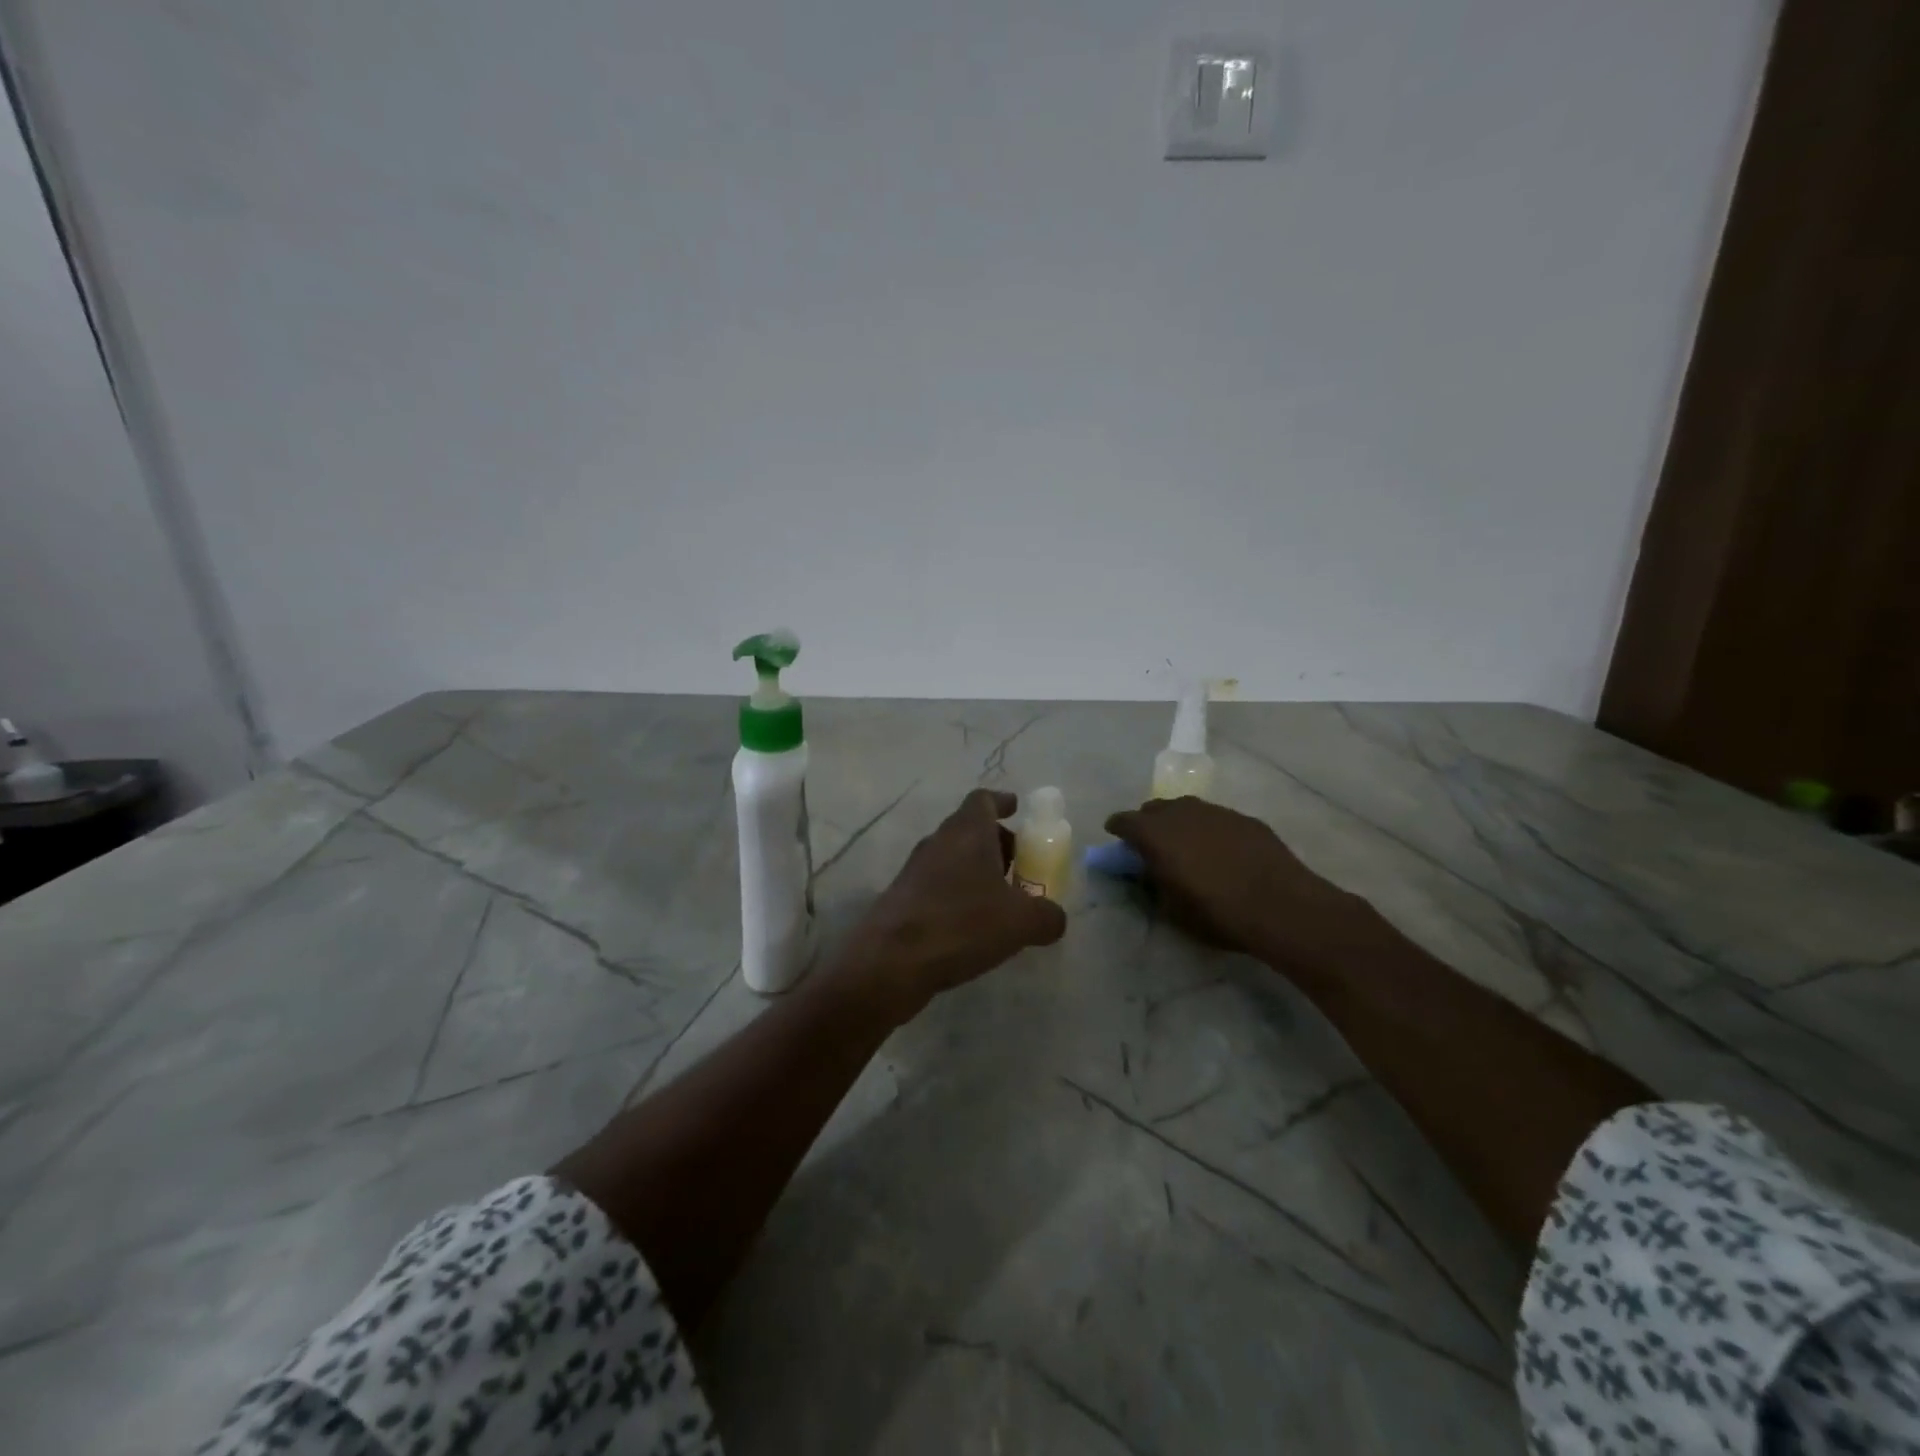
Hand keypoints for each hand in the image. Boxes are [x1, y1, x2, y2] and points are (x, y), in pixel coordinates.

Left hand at [834, 789, 1067, 1023]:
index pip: (983, 800)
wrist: (890, 962)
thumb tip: (1054, 917)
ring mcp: (915, 869)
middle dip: (997, 843)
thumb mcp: (1021, 922)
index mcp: (967, 831)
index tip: (1017, 809)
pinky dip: (958, 894)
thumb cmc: (961, 925)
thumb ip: (1047, 915)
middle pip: (970, 829)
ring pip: (953, 858)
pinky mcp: (902, 897)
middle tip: (1020, 866)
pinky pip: (938, 884)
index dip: (1002, 802)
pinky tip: (972, 926)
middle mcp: (938, 841)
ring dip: (977, 871)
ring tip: (1001, 902)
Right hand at [1104, 797, 1377, 966]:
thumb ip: (1154, 882)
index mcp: (1155, 834)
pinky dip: (1209, 829)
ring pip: (1187, 809)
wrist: (1281, 906)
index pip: (1124, 821)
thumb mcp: (1172, 908)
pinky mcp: (1244, 819)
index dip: (1117, 830)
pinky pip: (1216, 818)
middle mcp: (1182, 812)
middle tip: (1151, 845)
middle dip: (1148, 823)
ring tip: (1187, 846)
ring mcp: (1216, 811)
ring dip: (1179, 823)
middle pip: (1154, 809)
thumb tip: (1148, 870)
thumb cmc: (1217, 913)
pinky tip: (1221, 851)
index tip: (1116, 839)